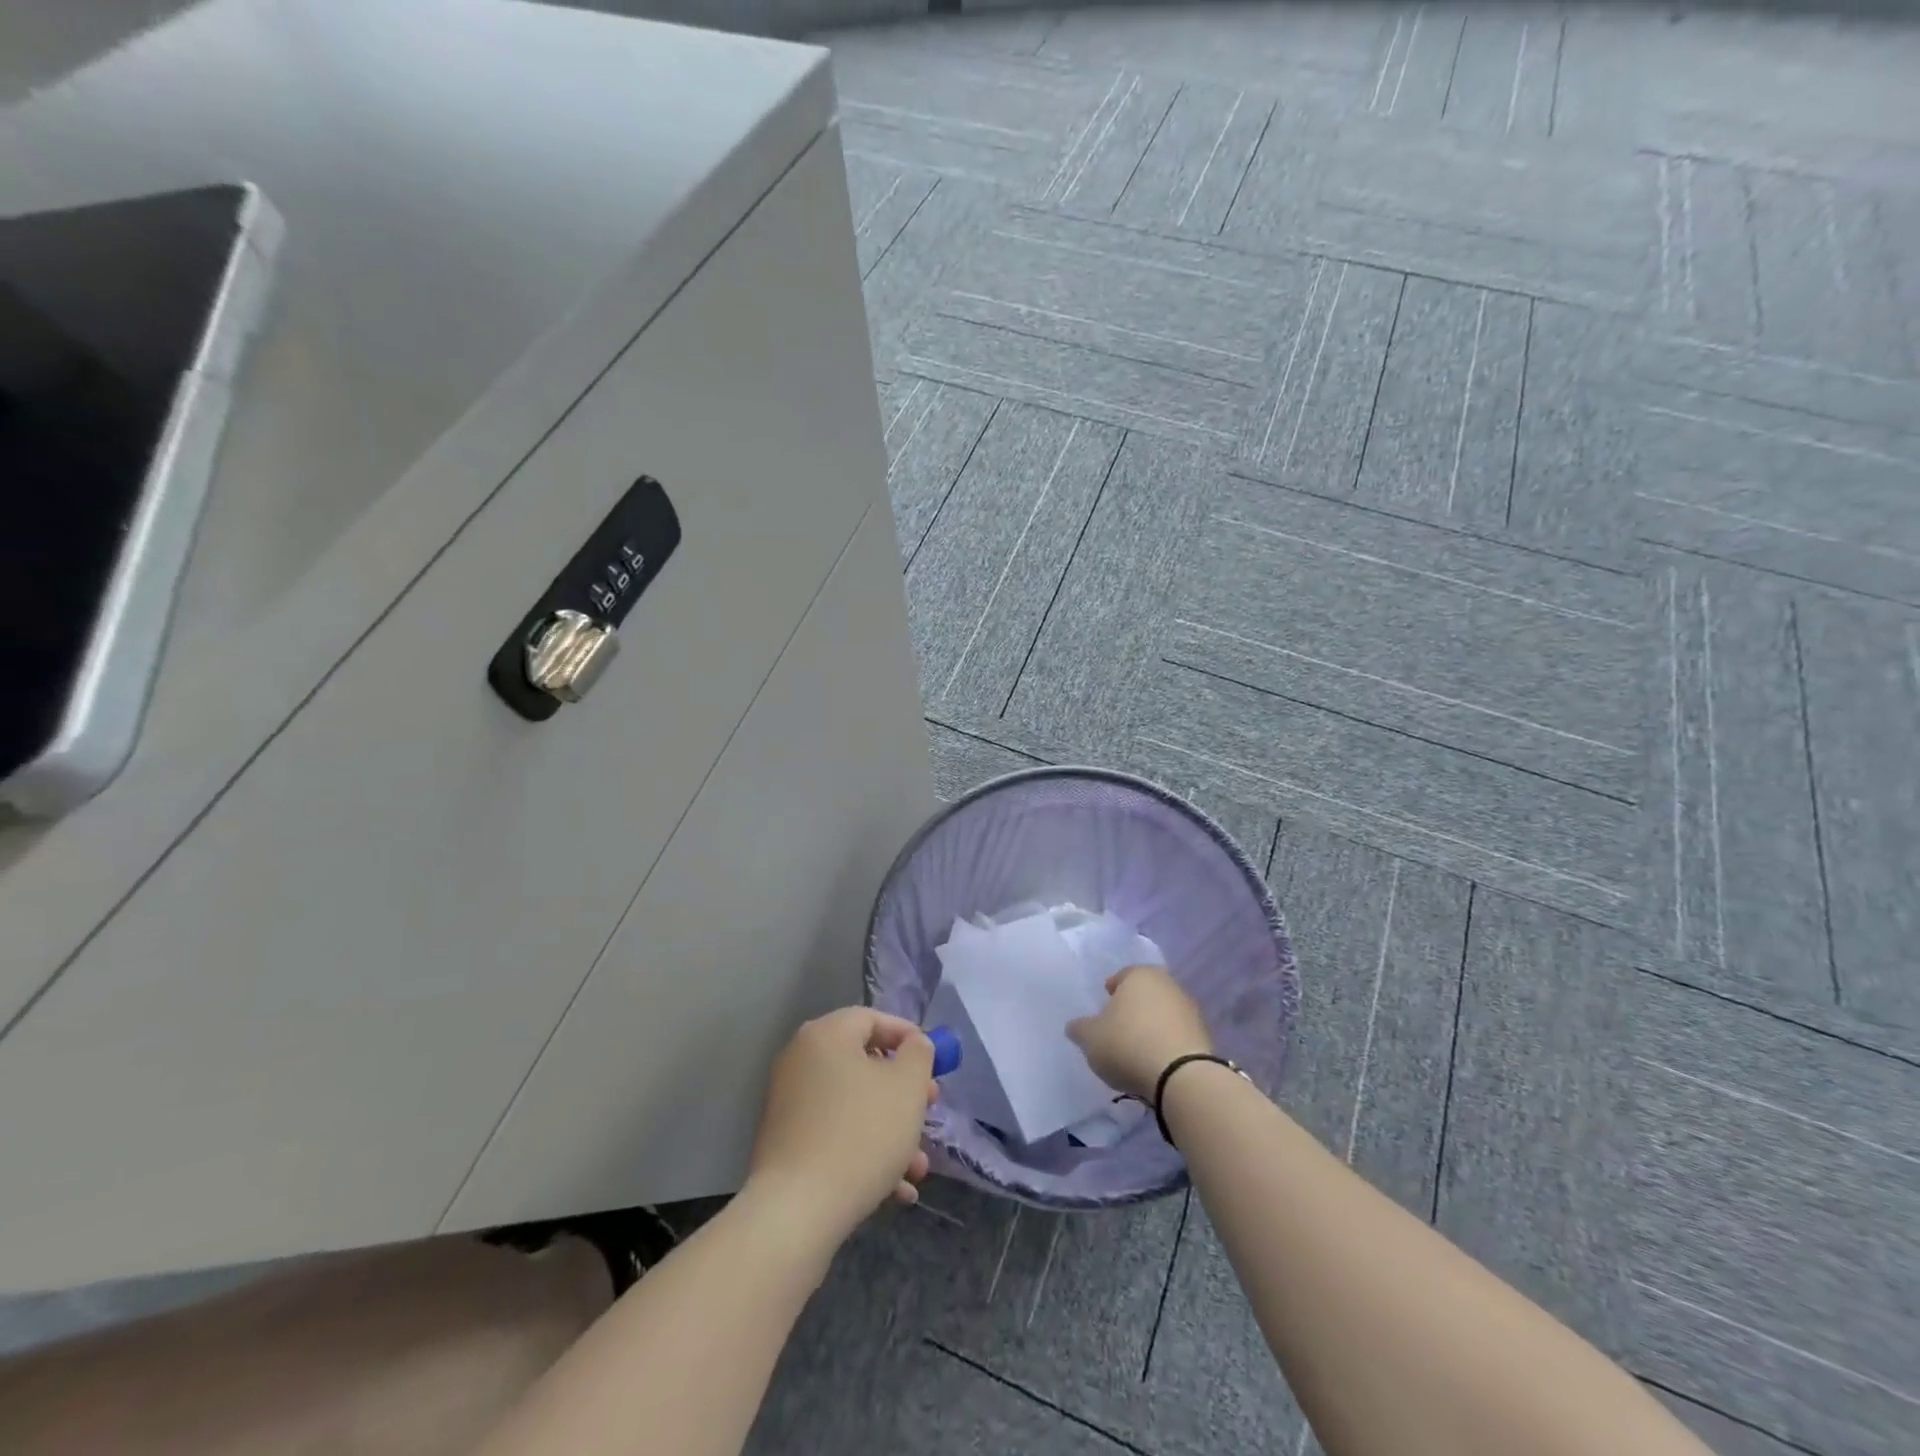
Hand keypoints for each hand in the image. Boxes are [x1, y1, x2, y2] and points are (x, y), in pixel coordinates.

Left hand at [746, 1008, 935, 1250]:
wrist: (796, 1211)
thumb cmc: (861, 1135)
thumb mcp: (907, 1087)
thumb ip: (918, 1054)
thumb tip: (913, 1044)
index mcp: (826, 1035)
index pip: (872, 1018)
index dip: (908, 1036)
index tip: (934, 1063)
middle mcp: (801, 1060)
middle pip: (863, 1064)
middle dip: (903, 1090)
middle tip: (930, 1110)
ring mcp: (789, 1103)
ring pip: (853, 1105)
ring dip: (890, 1130)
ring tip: (918, 1167)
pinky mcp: (785, 1143)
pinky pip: (834, 1134)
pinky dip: (864, 1152)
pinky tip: (895, 1189)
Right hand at [1067, 964, 1212, 1101]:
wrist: (1182, 1076)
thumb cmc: (1128, 1045)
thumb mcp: (1090, 1038)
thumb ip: (1080, 1028)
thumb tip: (1075, 1026)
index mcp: (1139, 975)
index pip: (1121, 976)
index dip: (1111, 991)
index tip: (1104, 1008)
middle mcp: (1167, 984)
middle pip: (1145, 993)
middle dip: (1133, 1007)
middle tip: (1119, 1027)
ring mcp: (1189, 1009)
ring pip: (1163, 1013)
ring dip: (1152, 1026)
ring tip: (1138, 1049)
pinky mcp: (1204, 1035)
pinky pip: (1177, 1034)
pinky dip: (1167, 1043)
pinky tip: (1156, 1061)